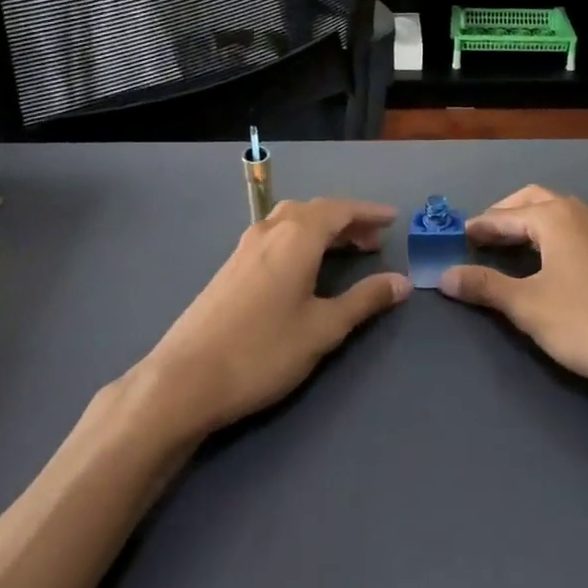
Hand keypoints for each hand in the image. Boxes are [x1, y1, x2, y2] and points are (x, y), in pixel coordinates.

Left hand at [138, 198, 409, 437]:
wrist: (186, 378)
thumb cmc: (263, 351)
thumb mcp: (323, 328)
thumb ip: (364, 301)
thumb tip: (402, 282)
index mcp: (297, 236)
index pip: (340, 210)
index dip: (369, 213)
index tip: (393, 219)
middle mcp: (271, 229)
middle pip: (316, 211)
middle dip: (348, 222)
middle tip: (374, 242)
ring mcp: (246, 246)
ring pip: (292, 221)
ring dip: (322, 229)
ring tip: (344, 251)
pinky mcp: (231, 265)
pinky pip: (275, 235)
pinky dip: (300, 239)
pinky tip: (303, 267)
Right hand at [439, 185, 587, 395]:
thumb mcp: (528, 307)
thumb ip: (486, 287)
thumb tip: (445, 275)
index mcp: (555, 217)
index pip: (505, 215)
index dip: (479, 226)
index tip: (457, 236)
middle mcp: (580, 212)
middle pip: (534, 200)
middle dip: (506, 214)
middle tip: (483, 235)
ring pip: (559, 212)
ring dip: (531, 222)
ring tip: (513, 245)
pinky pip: (576, 228)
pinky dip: (553, 234)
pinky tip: (552, 260)